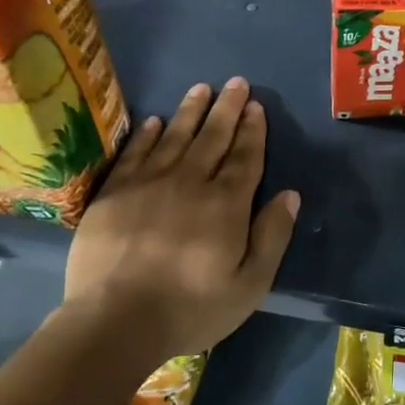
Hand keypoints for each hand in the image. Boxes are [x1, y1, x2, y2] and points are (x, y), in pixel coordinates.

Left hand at [63, 77, 298, 362]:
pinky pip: (135, 153)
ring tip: (201, 89)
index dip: (252, 130)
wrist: (114, 322)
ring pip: (174, 137)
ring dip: (190, 111)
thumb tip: (290, 195)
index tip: (256, 106)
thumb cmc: (190, 308)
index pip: (244, 157)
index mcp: (226, 204)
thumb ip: (272, 236)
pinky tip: (154, 121)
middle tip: (236, 82)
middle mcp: (190, 182)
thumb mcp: (250, 285)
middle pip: (212, 138)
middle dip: (227, 108)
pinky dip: (146, 135)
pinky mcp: (114, 193)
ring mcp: (148, 184)